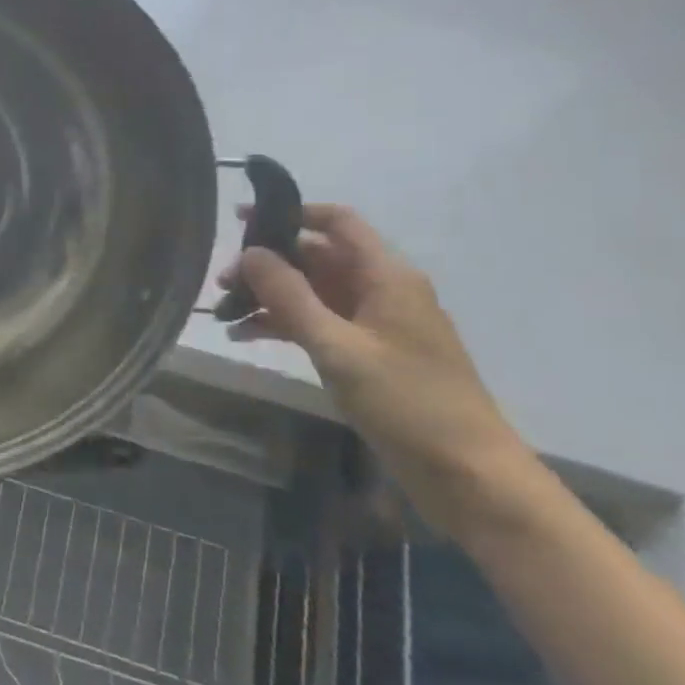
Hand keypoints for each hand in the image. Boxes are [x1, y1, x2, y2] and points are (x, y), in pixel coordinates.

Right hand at [218, 204, 526, 531]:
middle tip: (219, 282)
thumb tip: (249, 253)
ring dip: (267, 297)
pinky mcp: (365, 352)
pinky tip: (244, 337)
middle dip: (266, 264)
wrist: (465, 471)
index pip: (337, 223)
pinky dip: (280, 324)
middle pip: (316, 257)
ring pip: (310, 292)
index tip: (240, 218)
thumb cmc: (407, 402)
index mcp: (386, 277)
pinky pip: (315, 323)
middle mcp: (380, 290)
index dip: (291, 213)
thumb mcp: (338, 347)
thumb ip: (290, 297)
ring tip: (224, 312)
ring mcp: (372, 323)